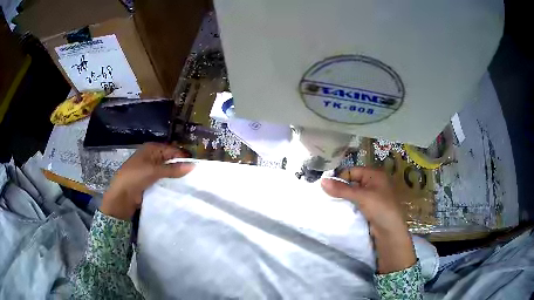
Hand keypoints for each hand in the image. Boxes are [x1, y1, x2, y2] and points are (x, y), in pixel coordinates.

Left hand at [100, 143, 193, 219]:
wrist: (121, 196)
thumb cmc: (135, 177)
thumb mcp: (154, 171)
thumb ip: (173, 169)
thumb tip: (193, 166)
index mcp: (151, 149)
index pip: (172, 150)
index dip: (183, 157)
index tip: (197, 166)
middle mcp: (152, 157)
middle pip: (170, 160)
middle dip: (181, 167)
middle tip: (196, 176)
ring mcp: (150, 170)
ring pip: (167, 171)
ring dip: (176, 176)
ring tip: (191, 183)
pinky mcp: (150, 182)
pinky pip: (163, 180)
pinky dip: (170, 183)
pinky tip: (179, 188)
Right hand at [321, 167, 415, 273]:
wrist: (390, 231)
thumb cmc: (380, 208)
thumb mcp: (361, 196)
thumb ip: (342, 189)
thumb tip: (322, 181)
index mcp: (374, 174)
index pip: (352, 171)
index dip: (339, 177)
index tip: (325, 186)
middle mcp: (373, 182)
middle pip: (352, 181)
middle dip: (340, 188)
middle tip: (324, 194)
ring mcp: (371, 196)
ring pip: (352, 193)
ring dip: (342, 197)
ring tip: (328, 201)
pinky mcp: (368, 207)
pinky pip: (355, 202)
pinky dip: (347, 204)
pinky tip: (338, 208)